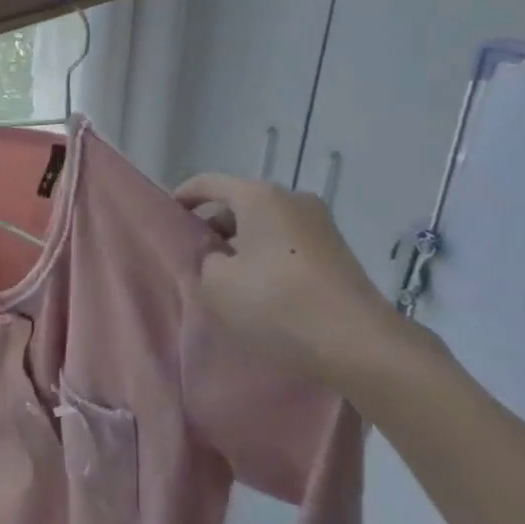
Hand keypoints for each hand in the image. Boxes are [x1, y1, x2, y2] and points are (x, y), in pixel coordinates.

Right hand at [173, 173, 432, 405]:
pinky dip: (267, 256)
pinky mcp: (336, 251)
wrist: (356, 341)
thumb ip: (204, 262)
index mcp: (259, 196)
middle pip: (241, 203)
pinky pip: (288, 243)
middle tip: (195, 254)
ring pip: (266, 224)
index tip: (168, 213)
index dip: (185, 195)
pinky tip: (259, 288)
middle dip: (215, 225)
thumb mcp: (216, 285)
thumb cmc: (276, 302)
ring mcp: (320, 224)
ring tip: (225, 276)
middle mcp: (292, 199)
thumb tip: (219, 258)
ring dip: (243, 243)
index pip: (210, 182)